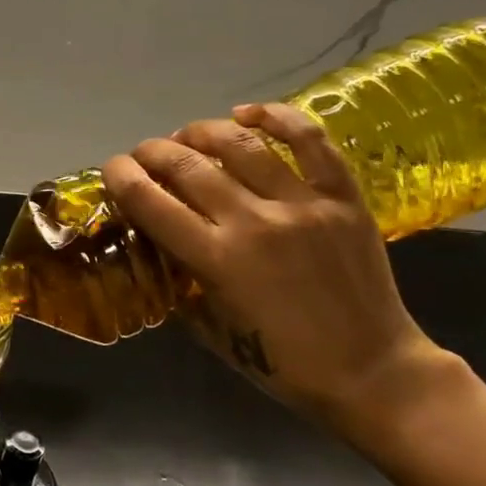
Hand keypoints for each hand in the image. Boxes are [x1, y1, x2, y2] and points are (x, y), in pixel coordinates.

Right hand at [101, 102, 454, 435]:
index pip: (150, 200)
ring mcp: (303, 204)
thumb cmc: (282, 363)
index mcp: (216, 260)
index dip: (120, 176)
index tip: (112, 170)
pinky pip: (309, 141)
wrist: (373, 371)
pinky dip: (275, 118)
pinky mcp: (342, 198)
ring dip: (200, 131)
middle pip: (186, 164)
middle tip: (143, 155)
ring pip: (240, 142)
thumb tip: (159, 248)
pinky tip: (247, 114)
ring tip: (186, 136)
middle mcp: (253, 222)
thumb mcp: (210, 330)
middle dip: (152, 152)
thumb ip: (180, 282)